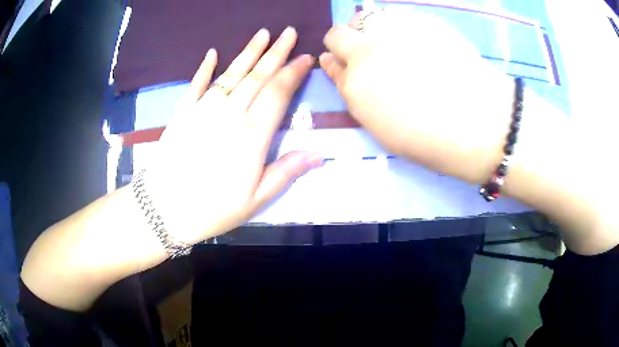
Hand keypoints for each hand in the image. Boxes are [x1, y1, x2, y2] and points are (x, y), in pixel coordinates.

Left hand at [145, 27, 322, 244]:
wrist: (165, 209)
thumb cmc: (213, 208)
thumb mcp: (256, 199)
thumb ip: (286, 172)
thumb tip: (318, 154)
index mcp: (252, 135)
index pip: (277, 93)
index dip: (293, 72)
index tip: (306, 57)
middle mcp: (229, 114)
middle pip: (257, 76)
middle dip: (276, 52)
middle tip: (289, 32)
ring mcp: (203, 110)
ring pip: (231, 74)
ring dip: (248, 52)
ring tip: (263, 33)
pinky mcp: (182, 113)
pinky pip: (195, 85)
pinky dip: (204, 68)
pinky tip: (212, 53)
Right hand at [319, 10, 514, 183]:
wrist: (481, 123)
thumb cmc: (433, 139)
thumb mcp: (384, 129)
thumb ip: (358, 96)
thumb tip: (341, 68)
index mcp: (357, 87)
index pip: (332, 63)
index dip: (336, 62)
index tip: (342, 63)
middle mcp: (367, 53)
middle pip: (338, 35)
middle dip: (346, 42)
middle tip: (370, 54)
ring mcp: (394, 32)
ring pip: (365, 17)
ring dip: (371, 29)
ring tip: (396, 44)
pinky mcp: (421, 20)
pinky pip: (395, 14)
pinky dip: (397, 24)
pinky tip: (417, 40)